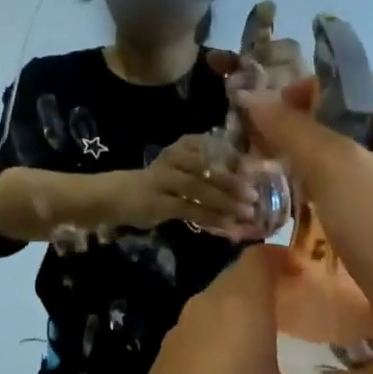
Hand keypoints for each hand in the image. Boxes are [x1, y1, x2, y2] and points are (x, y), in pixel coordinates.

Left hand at [103, 246, 372, 373]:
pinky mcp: (167, 364)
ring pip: (227, 307)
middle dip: (286, 289)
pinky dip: (237, 337)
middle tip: (328, 313)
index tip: (332, 280)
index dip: (298, 258)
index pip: (264, 255)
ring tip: (302, 342)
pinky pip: (210, 333)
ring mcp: (179, 336)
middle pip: (246, 279)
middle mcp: (204, 308)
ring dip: (261, 315)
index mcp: (236, 305)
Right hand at [129, 132, 258, 229]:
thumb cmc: (158, 183)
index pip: (214, 148)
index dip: (236, 161)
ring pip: (200, 189)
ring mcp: (164, 180)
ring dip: (226, 202)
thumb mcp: (182, 170)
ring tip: (248, 213)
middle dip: (234, 183)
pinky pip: (190, 210)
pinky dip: (212, 219)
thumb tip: (246, 183)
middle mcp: (174, 158)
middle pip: (208, 169)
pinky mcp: (159, 203)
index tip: (257, 173)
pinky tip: (229, 227)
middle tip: (255, 194)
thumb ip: (209, 173)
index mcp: (183, 146)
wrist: (116, 195)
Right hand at [240, 76, 372, 356]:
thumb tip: (252, 98)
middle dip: (303, 127)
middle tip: (261, 144)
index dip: (311, 86)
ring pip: (345, 161)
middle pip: (347, 120)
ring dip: (308, 163)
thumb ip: (293, 129)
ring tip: (270, 174)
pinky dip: (321, 195)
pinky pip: (348, 196)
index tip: (271, 108)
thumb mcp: (335, 166)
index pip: (354, 81)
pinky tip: (296, 210)